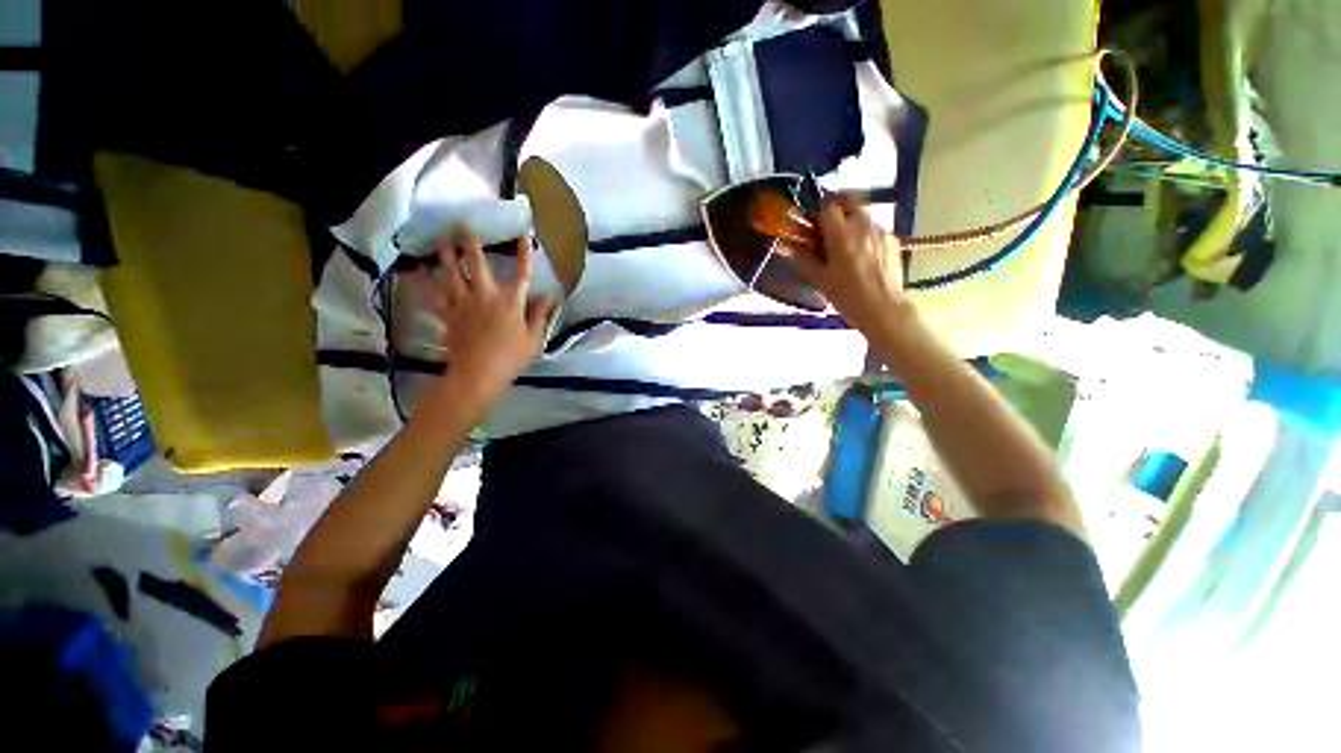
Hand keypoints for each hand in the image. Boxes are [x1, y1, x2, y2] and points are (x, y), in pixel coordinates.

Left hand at [423, 232, 557, 410]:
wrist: (479, 374)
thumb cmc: (511, 357)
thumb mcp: (533, 338)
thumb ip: (540, 314)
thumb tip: (550, 295)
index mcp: (511, 301)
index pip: (521, 273)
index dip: (523, 254)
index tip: (524, 235)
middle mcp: (485, 295)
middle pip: (476, 264)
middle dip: (471, 244)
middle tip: (462, 225)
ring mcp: (463, 303)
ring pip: (451, 274)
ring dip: (445, 255)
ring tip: (440, 240)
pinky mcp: (447, 315)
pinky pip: (432, 296)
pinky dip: (421, 284)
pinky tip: (414, 272)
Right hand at [778, 198, 910, 334]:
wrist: (883, 310)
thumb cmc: (847, 296)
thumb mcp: (820, 279)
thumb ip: (801, 257)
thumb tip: (782, 245)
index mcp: (842, 234)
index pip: (828, 206)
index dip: (818, 215)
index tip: (813, 228)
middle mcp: (863, 225)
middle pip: (849, 202)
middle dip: (837, 212)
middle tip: (828, 232)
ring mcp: (881, 231)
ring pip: (863, 215)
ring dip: (851, 223)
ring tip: (845, 249)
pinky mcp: (893, 240)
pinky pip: (875, 229)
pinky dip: (865, 236)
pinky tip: (862, 258)